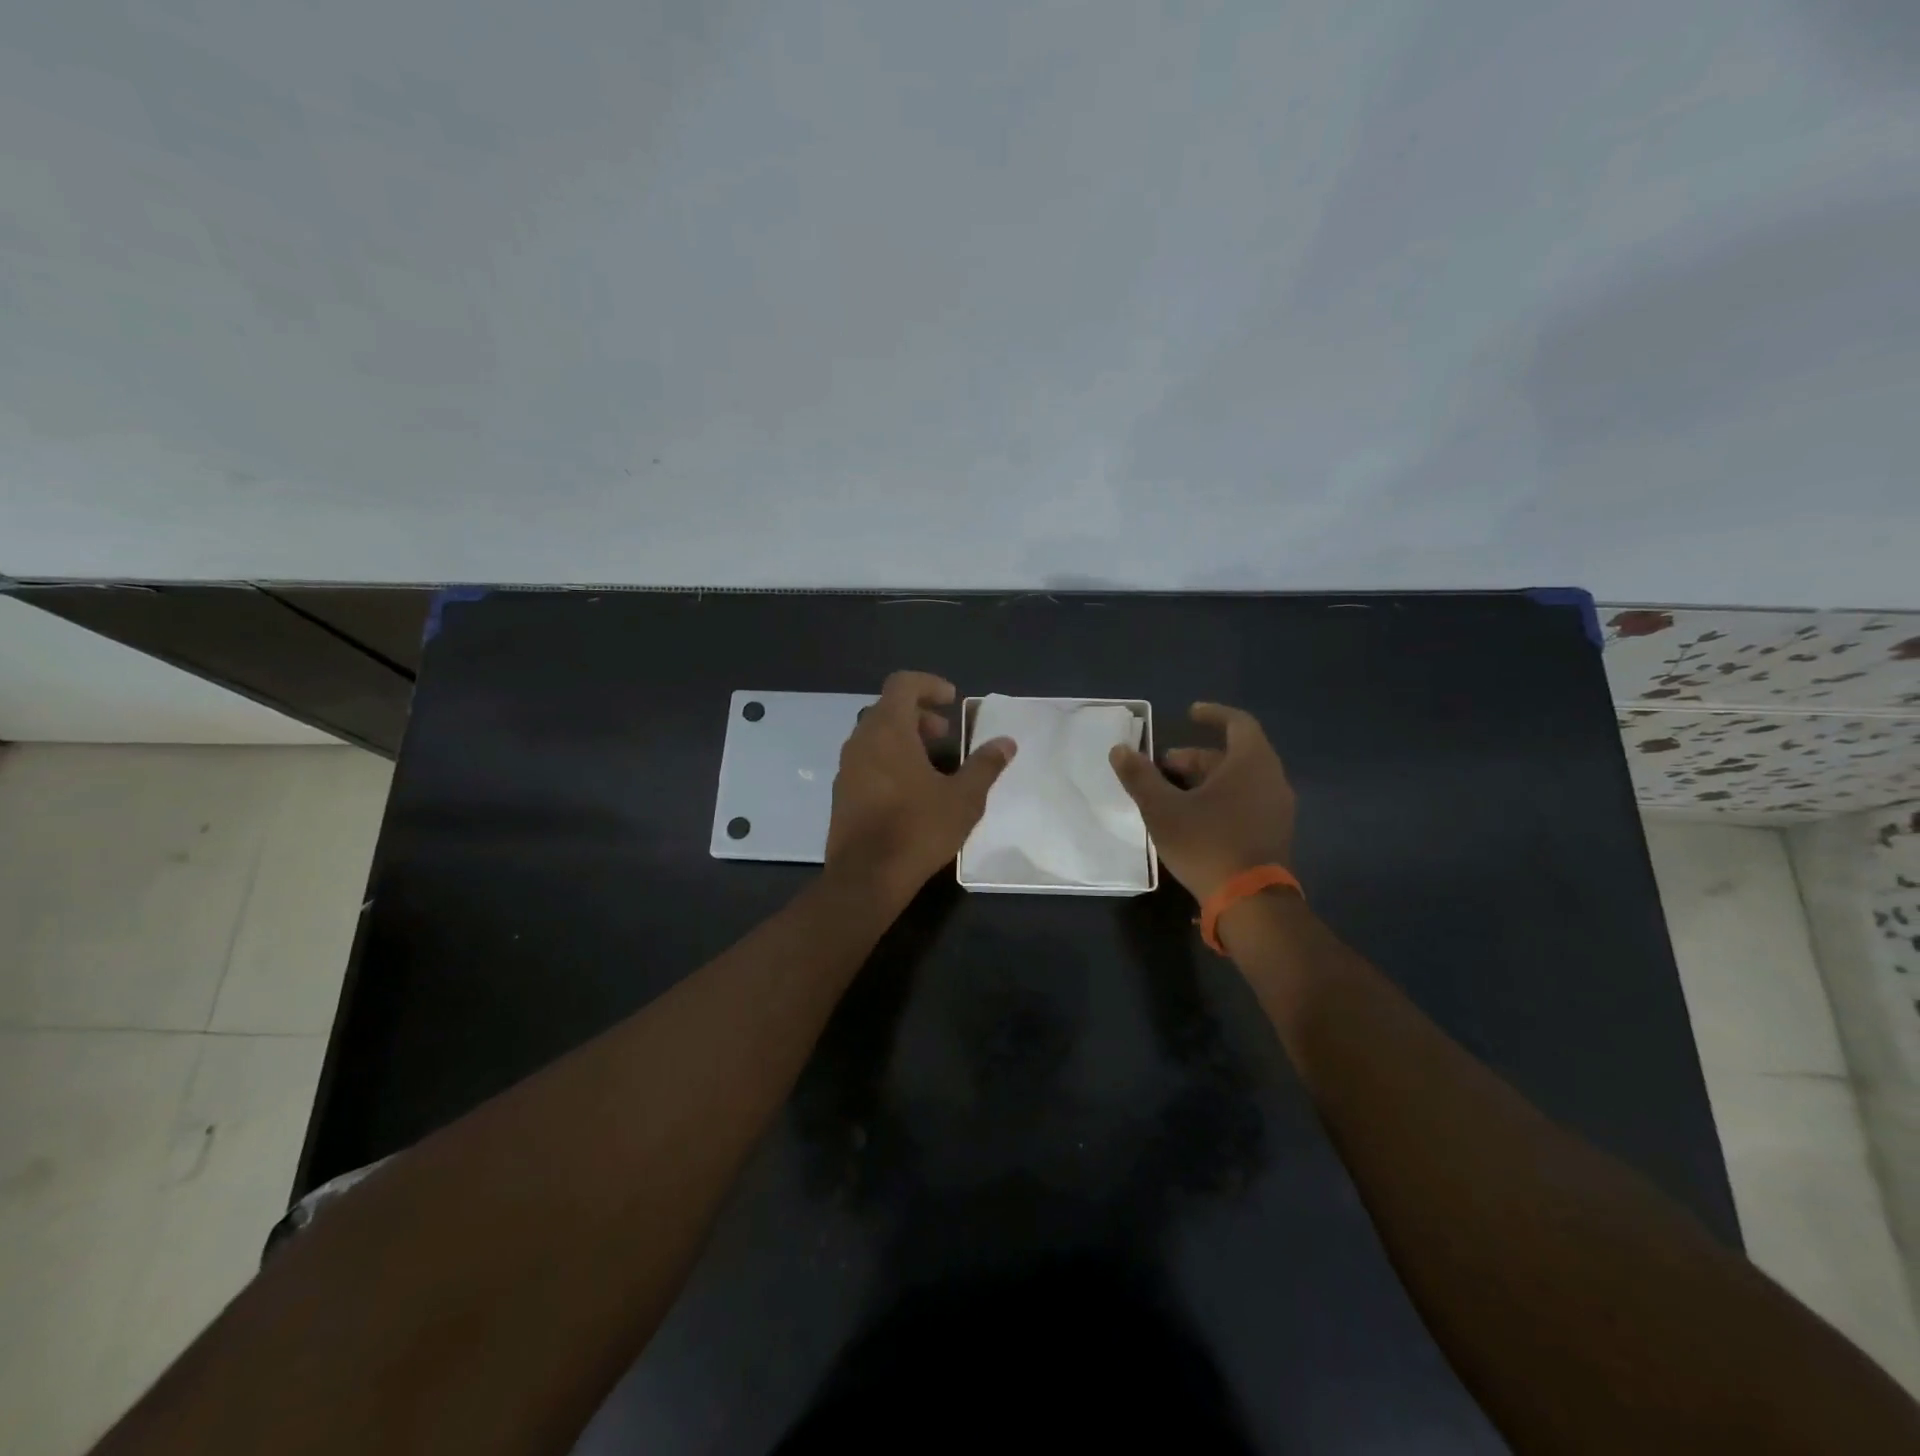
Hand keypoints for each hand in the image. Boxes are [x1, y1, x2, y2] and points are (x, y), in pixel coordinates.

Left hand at [826, 671, 1015, 901]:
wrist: (866, 877)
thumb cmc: (918, 829)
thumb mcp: (964, 798)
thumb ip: (984, 765)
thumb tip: (1006, 742)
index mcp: (888, 730)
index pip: (902, 684)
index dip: (929, 685)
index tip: (953, 701)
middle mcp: (861, 741)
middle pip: (888, 709)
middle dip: (920, 715)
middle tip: (946, 735)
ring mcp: (846, 768)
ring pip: (876, 736)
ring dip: (905, 739)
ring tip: (934, 765)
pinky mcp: (841, 793)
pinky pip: (867, 761)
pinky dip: (889, 760)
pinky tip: (912, 791)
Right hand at [1108, 702, 1295, 902]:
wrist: (1250, 901)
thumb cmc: (1207, 843)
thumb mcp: (1162, 809)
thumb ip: (1140, 777)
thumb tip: (1120, 750)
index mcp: (1251, 762)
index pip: (1238, 723)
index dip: (1213, 714)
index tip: (1190, 714)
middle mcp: (1271, 779)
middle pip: (1234, 755)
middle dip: (1196, 757)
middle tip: (1162, 767)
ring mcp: (1277, 808)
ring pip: (1240, 781)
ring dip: (1206, 780)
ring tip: (1172, 793)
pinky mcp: (1275, 833)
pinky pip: (1247, 802)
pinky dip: (1221, 798)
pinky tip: (1194, 818)